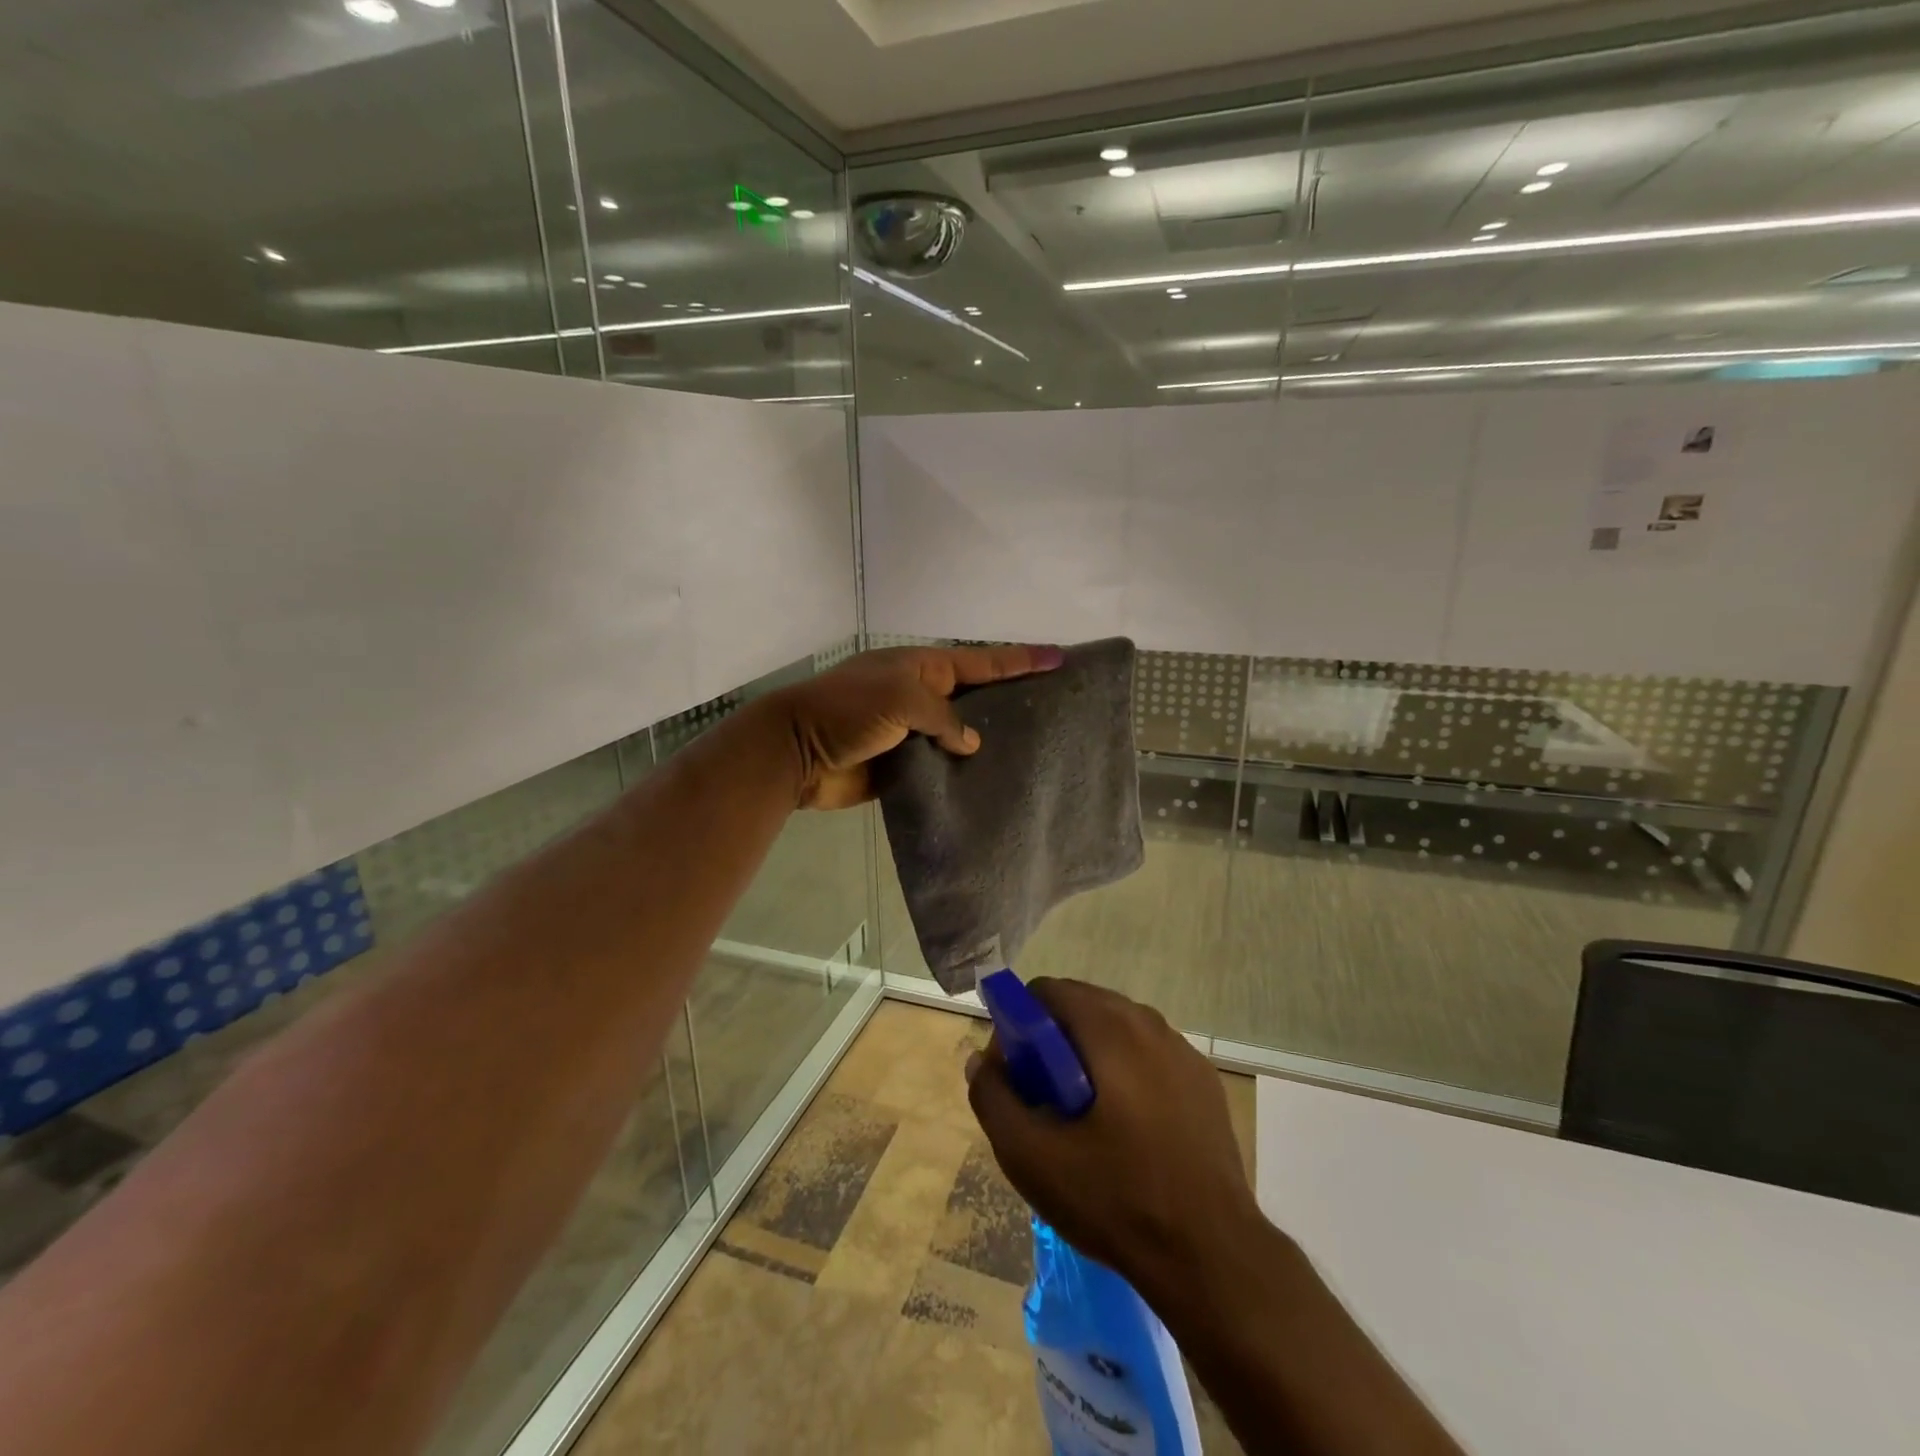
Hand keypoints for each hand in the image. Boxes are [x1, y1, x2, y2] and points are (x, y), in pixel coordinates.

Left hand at [770, 644, 1062, 809]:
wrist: (796, 753)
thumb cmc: (848, 711)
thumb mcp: (900, 698)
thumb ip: (943, 717)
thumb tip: (970, 743)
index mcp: (920, 668)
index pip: (980, 661)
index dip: (1019, 660)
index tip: (1058, 657)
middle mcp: (920, 697)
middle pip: (975, 698)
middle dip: (1011, 700)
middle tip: (1055, 708)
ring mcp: (911, 733)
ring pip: (960, 737)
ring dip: (989, 743)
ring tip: (1035, 751)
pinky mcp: (903, 767)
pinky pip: (941, 769)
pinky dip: (962, 775)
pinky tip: (992, 784)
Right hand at [966, 979, 1261, 1299]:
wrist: (1211, 1255)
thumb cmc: (1115, 1198)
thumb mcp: (1032, 1156)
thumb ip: (994, 1098)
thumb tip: (982, 1060)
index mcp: (1110, 1028)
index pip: (1049, 991)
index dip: (1020, 1023)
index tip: (1017, 1072)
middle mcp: (1149, 1023)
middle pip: (1084, 1005)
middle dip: (1054, 1038)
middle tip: (1044, 1096)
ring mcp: (1183, 1051)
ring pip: (1118, 1028)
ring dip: (1090, 1053)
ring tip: (1082, 1114)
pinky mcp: (1204, 1081)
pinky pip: (1150, 1054)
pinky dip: (1126, 1070)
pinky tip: (1126, 1127)